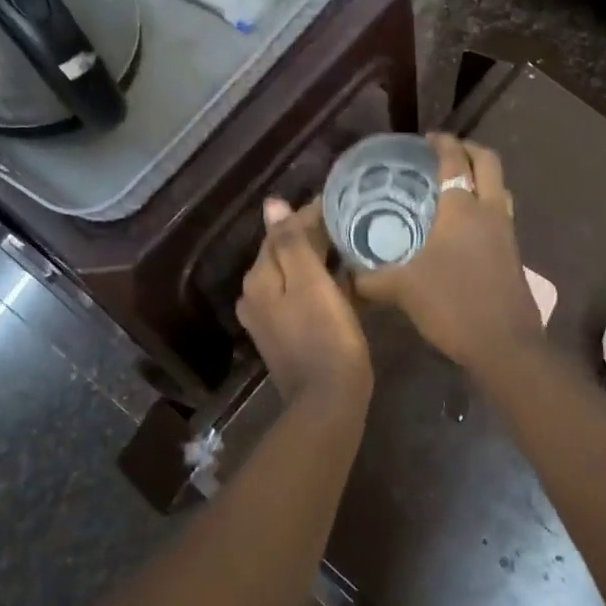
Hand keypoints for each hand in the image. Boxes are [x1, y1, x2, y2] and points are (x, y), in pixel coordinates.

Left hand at [237, 197, 372, 408]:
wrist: (328, 401)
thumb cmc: (326, 336)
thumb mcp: (310, 283)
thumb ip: (291, 243)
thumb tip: (272, 204)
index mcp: (259, 278)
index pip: (281, 232)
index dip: (311, 216)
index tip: (342, 205)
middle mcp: (255, 295)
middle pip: (284, 252)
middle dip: (313, 236)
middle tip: (350, 223)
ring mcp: (268, 318)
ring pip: (293, 273)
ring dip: (317, 259)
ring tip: (349, 246)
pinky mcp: (285, 334)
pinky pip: (300, 294)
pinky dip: (318, 282)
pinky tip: (341, 280)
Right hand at [354, 135, 543, 371]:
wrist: (505, 344)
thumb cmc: (453, 304)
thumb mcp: (404, 289)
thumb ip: (372, 279)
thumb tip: (346, 277)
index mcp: (463, 209)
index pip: (455, 160)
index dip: (442, 143)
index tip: (427, 138)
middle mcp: (490, 211)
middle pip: (489, 162)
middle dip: (469, 149)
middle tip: (446, 152)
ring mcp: (507, 232)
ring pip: (500, 188)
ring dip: (482, 178)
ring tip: (456, 185)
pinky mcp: (513, 254)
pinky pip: (501, 214)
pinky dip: (485, 205)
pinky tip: (464, 227)